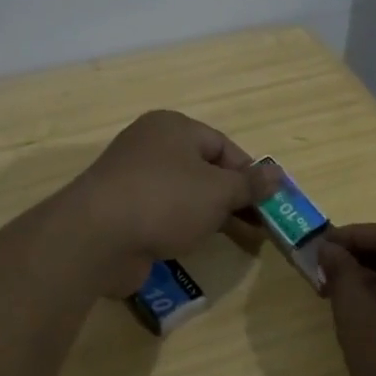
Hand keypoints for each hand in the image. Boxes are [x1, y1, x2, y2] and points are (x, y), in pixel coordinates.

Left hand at [65, 110, 266, 294]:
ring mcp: (133, 180)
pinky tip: (196, 247)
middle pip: (204, 170)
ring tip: (240, 242)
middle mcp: (151, 147)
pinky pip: (163, 215)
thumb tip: (278, 175)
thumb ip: (250, 184)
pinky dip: (183, 229)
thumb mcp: (218, 191)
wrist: (96, 237)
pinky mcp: (122, 212)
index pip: (222, 146)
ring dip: (212, 216)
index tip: (269, 203)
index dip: (249, 173)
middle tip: (260, 227)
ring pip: (184, 195)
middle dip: (234, 199)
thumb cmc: (165, 200)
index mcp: (173, 128)